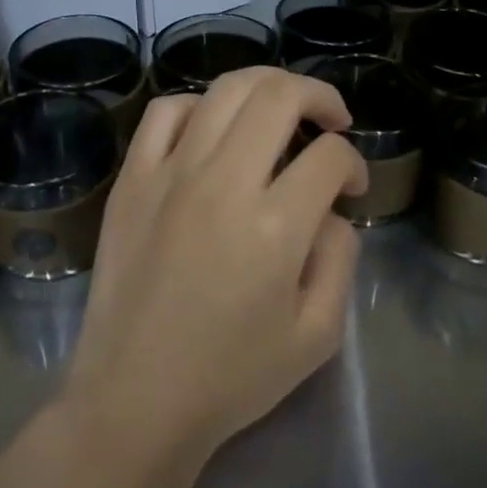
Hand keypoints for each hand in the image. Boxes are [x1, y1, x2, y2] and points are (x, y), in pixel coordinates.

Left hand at [63, 68, 369, 469]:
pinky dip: (198, 105)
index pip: (330, 156)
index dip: (354, 163)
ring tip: (281, 109)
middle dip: (319, 96)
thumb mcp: (317, 335)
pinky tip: (212, 128)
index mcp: (275, 226)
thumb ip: (340, 258)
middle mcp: (222, 183)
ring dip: (266, 87)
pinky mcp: (132, 180)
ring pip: (225, 90)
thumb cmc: (231, 377)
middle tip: (332, 121)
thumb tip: (331, 210)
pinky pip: (165, 112)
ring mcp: (170, 175)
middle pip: (279, 95)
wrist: (134, 400)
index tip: (352, 186)